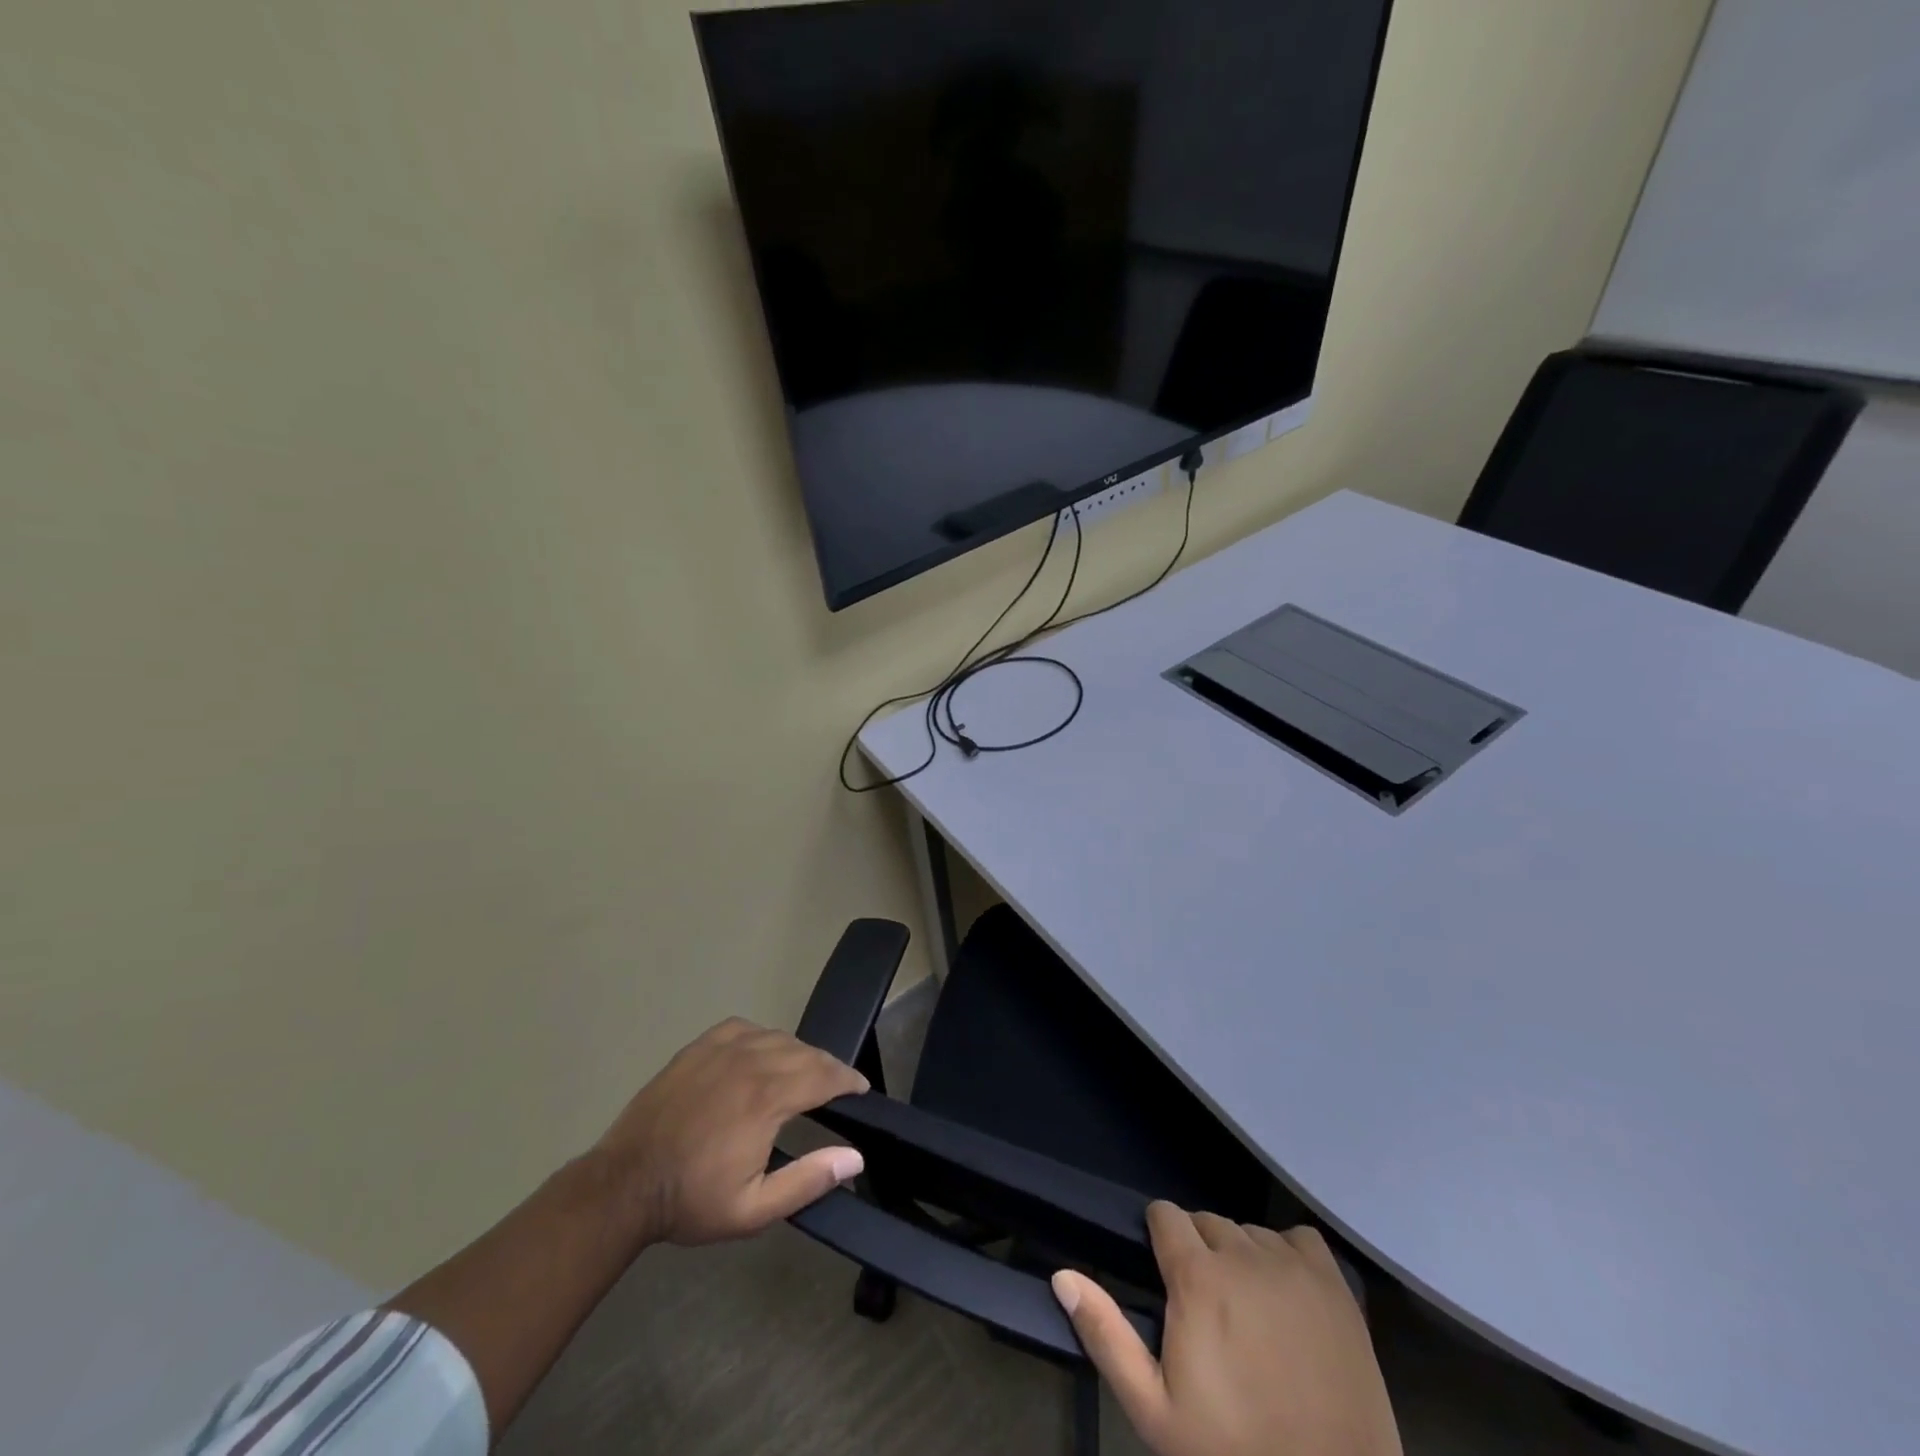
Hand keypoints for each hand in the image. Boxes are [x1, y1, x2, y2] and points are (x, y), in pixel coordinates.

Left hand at [595, 1018, 869, 1247]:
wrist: (624, 1184)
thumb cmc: (691, 1200)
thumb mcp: (753, 1209)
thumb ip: (808, 1180)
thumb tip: (855, 1156)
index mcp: (767, 1098)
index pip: (824, 1075)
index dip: (848, 1079)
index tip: (861, 1088)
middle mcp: (750, 1062)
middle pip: (805, 1053)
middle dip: (828, 1067)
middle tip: (838, 1085)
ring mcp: (722, 1049)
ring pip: (778, 1037)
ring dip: (799, 1053)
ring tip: (804, 1073)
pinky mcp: (700, 1046)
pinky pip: (746, 1028)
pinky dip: (764, 1037)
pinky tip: (763, 1053)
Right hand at [1053, 1204, 1401, 1455]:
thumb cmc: (1234, 1455)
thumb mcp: (1155, 1411)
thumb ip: (1106, 1336)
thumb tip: (1063, 1275)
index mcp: (1197, 1276)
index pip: (1166, 1215)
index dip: (1159, 1239)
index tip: (1165, 1277)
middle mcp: (1243, 1253)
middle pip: (1207, 1221)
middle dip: (1198, 1250)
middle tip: (1206, 1308)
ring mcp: (1293, 1265)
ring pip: (1250, 1231)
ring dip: (1241, 1256)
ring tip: (1248, 1310)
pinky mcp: (1335, 1284)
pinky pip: (1298, 1238)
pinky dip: (1286, 1255)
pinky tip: (1287, 1296)